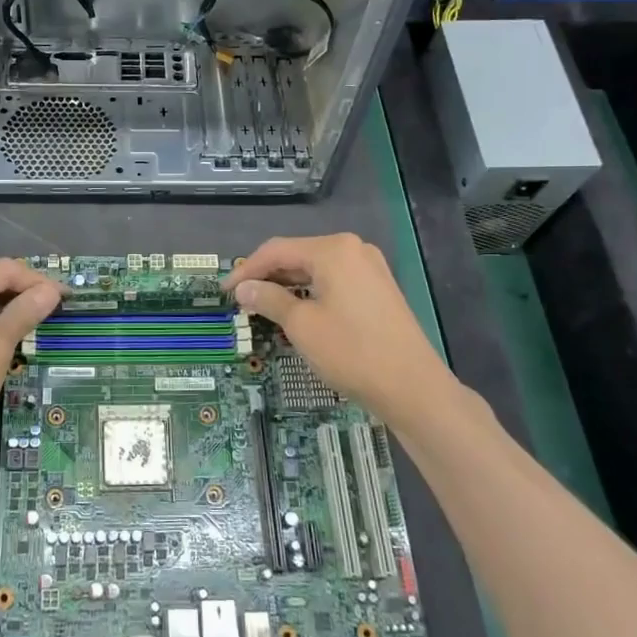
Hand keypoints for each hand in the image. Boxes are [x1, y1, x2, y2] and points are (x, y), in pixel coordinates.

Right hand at [227, 234, 453, 423]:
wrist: (413, 387)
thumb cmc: (352, 352)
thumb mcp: (301, 325)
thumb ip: (268, 299)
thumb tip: (244, 288)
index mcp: (333, 250)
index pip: (276, 250)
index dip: (246, 269)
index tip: (224, 291)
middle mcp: (353, 249)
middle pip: (297, 255)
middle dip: (267, 276)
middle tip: (241, 299)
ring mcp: (370, 268)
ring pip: (316, 269)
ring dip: (287, 285)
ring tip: (263, 306)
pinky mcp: (378, 288)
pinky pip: (334, 281)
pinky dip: (310, 292)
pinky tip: (296, 309)